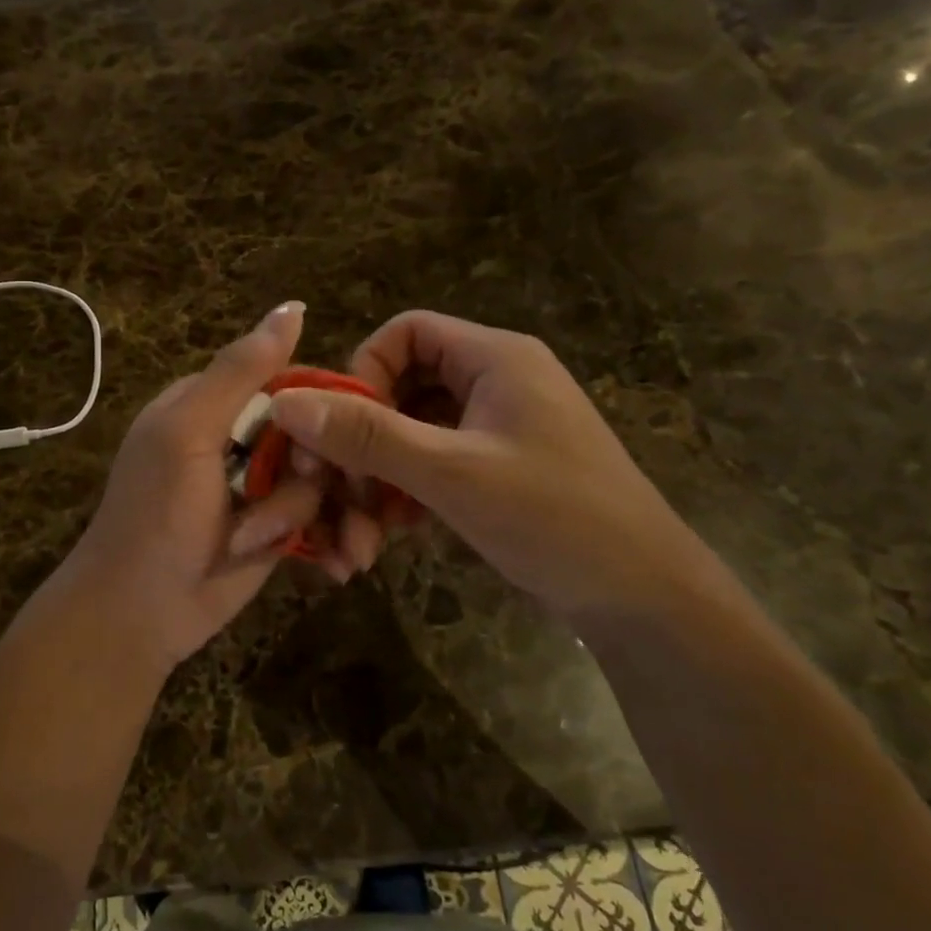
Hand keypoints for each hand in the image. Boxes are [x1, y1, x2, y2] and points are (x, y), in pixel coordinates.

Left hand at [53, 302, 327, 674]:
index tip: (329, 443)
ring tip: (303, 549)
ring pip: (324, 482)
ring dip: (320, 517)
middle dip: (321, 477)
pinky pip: (323, 519)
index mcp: (215, 404)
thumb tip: (293, 306)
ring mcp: (261, 487)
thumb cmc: (155, 515)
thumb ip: (240, 371)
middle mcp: (242, 440)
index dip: (322, 408)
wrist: (137, 615)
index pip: (291, 382)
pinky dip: (332, 540)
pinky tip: (336, 563)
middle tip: (290, 512)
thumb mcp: (190, 432)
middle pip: (316, 435)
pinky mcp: (277, 529)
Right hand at [269, 311, 732, 627]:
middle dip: (365, 440)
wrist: (644, 598)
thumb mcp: (451, 475)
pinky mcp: (500, 467)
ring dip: (382, 476)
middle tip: (340, 492)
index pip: (405, 332)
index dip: (362, 373)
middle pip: (404, 385)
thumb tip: (286, 402)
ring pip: (416, 432)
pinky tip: (395, 534)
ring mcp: (500, 426)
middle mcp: (497, 380)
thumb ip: (368, 436)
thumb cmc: (553, 518)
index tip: (340, 431)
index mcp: (495, 358)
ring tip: (363, 532)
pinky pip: (436, 462)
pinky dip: (409, 492)